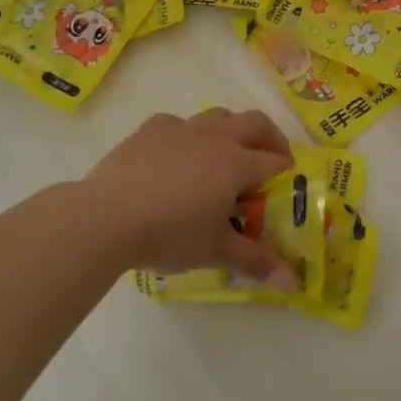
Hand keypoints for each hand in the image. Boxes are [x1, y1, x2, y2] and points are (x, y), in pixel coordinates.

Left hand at [84, 108, 298, 287]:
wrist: (107, 217)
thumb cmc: (170, 234)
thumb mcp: (216, 251)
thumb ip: (256, 262)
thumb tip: (293, 284)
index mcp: (236, 164)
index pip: (275, 162)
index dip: (288, 173)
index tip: (288, 187)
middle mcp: (214, 138)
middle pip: (255, 124)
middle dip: (271, 139)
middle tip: (272, 160)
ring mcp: (180, 129)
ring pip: (218, 115)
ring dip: (232, 129)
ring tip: (227, 153)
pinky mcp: (149, 131)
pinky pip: (177, 123)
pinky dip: (187, 133)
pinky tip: (178, 153)